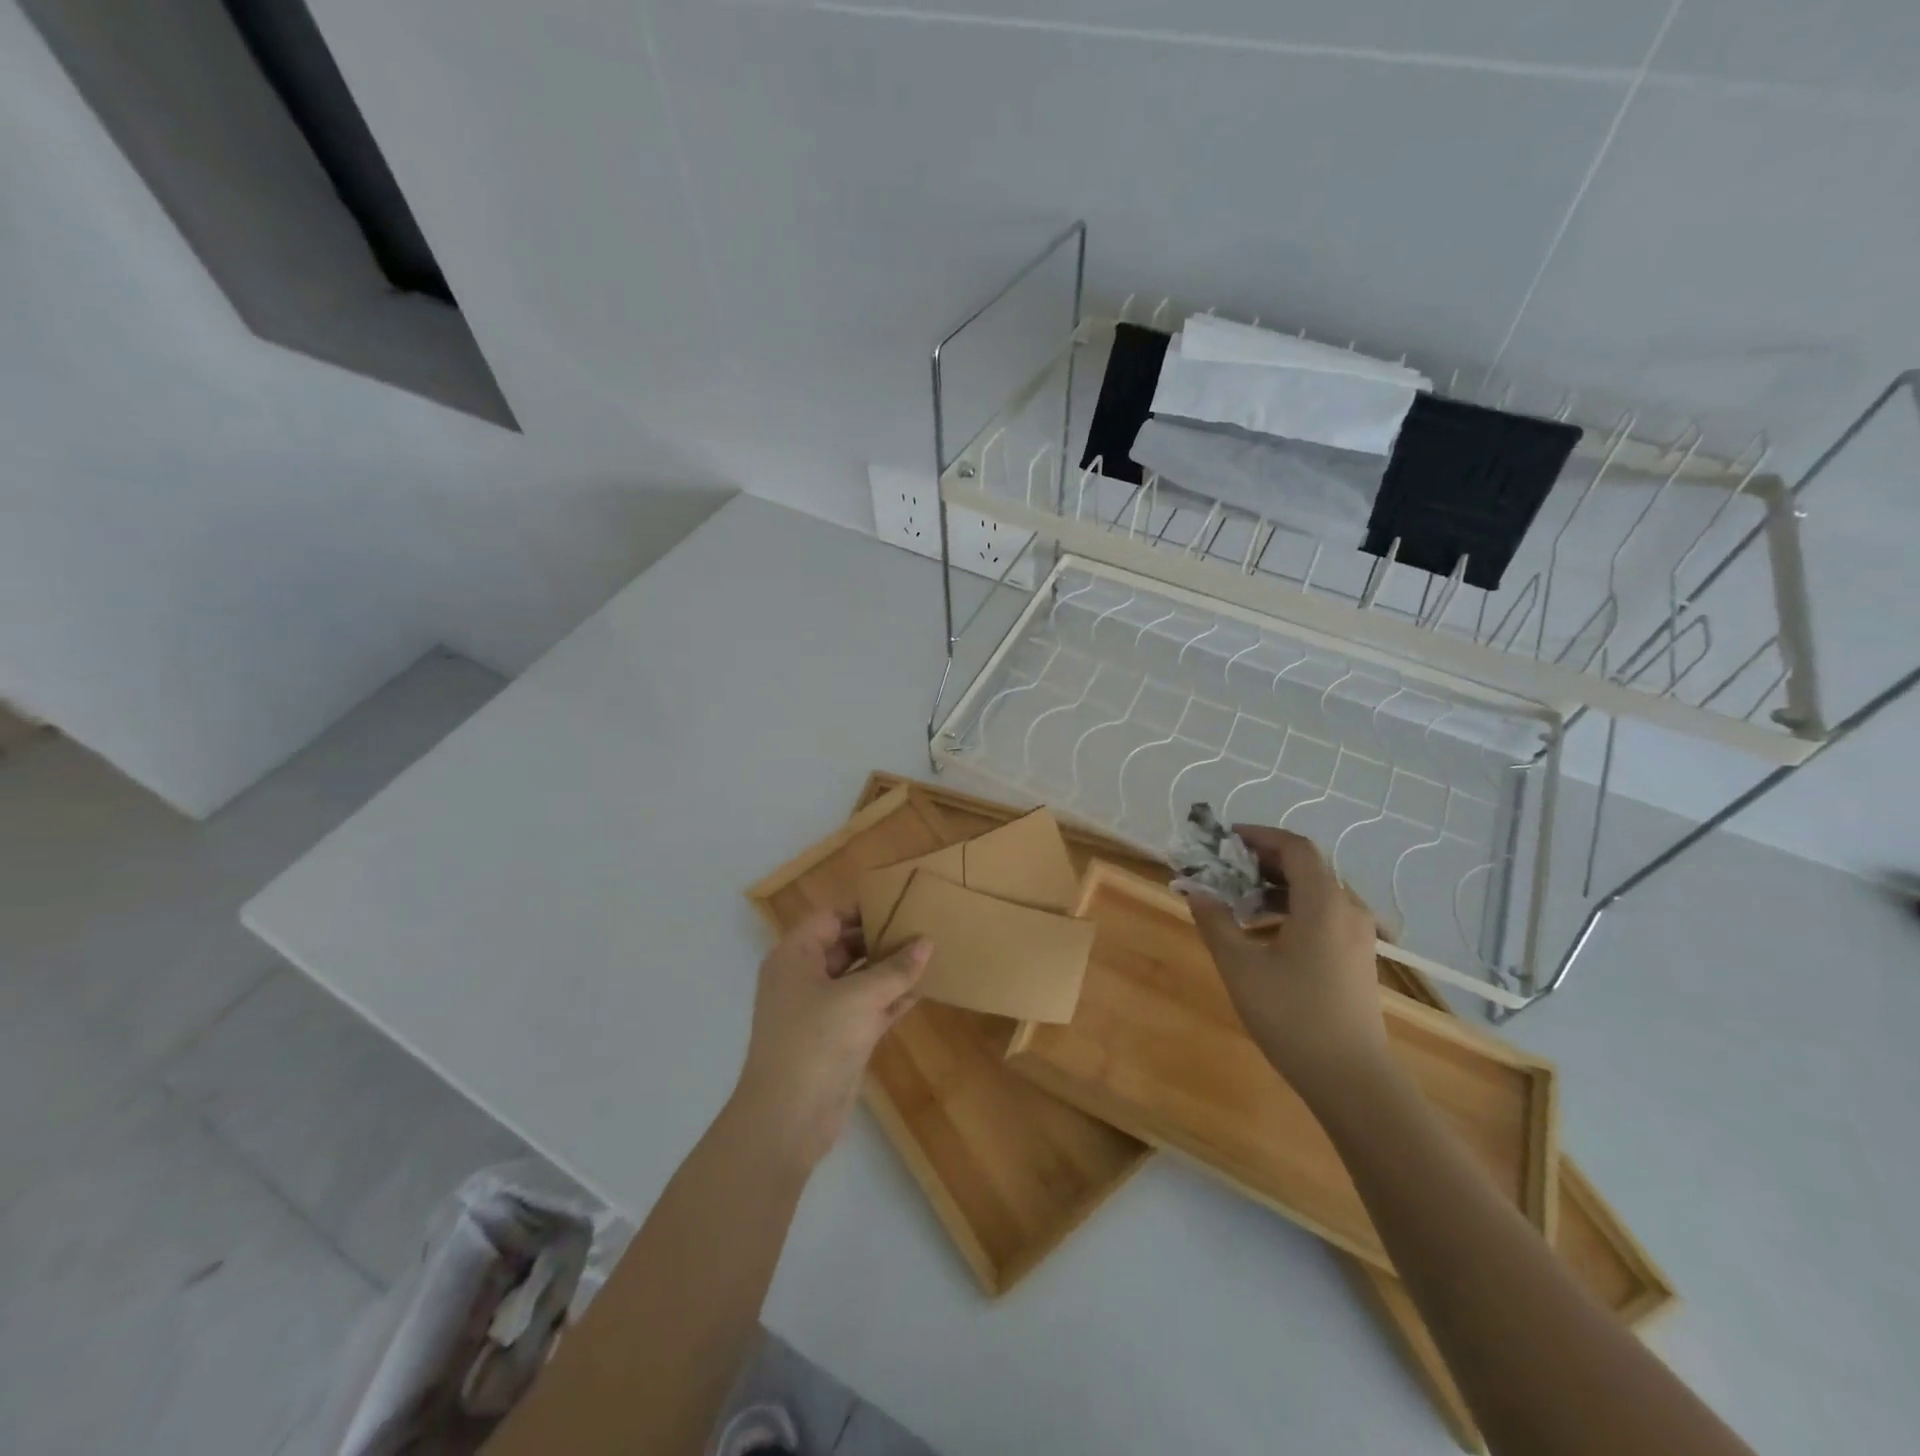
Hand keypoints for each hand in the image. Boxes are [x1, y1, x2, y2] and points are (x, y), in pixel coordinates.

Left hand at [732, 909, 929, 1168]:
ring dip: (891, 969)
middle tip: (924, 925)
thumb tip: (927, 942)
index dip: (865, 909)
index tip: (902, 900)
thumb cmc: (815, 1042)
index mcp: (795, 957)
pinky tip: (924, 987)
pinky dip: (892, 998)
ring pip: (860, 978)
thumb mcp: (859, 998)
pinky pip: (868, 1007)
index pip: (831, 918)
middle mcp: (805, 978)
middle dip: (883, 938)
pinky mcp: (839, 1038)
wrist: (788, 1120)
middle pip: (847, 946)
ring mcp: (821, 1010)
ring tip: (931, 951)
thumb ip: (895, 969)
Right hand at [1186, 826, 1389, 1105]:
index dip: (1259, 836)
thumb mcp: (1240, 966)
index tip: (1224, 840)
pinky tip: (1264, 933)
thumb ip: (1215, 921)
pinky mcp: (1357, 957)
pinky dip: (1291, 908)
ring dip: (1276, 886)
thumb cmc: (1292, 1015)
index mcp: (1324, 902)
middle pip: (1307, 866)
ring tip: (1238, 901)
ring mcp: (1358, 935)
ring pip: (1316, 891)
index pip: (1295, 847)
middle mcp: (1348, 909)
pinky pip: (1323, 914)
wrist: (1351, 1078)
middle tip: (1224, 869)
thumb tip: (1195, 890)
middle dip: (1263, 861)